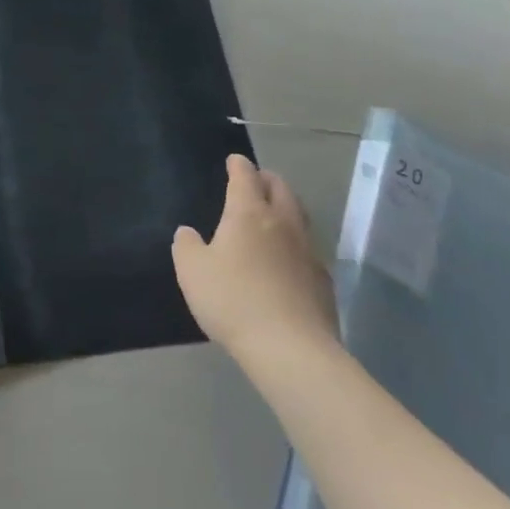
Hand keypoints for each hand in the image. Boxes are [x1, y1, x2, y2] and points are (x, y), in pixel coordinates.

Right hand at [173, 155, 338, 366]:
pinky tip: (287, 258)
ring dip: (286, 207)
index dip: (239, 165)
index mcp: (249, 213)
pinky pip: (308, 248)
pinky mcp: (322, 280)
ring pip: (299, 216)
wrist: (290, 348)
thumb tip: (188, 233)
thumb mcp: (192, 271)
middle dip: (267, 179)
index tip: (234, 160)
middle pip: (280, 188)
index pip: (245, 177)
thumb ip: (187, 246)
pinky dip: (295, 242)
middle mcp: (282, 223)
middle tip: (256, 180)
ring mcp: (308, 251)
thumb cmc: (233, 300)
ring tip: (274, 213)